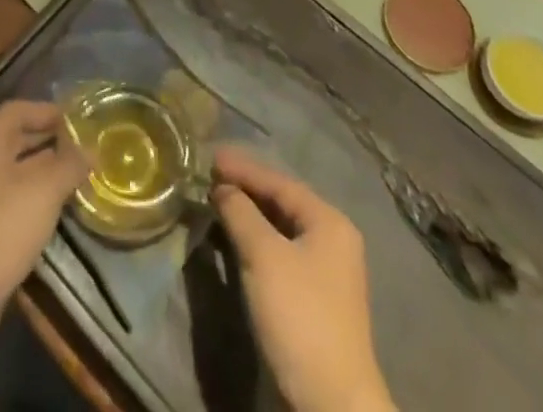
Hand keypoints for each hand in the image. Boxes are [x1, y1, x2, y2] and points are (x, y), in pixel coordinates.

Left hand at [0, 100, 88, 347]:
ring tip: (74, 175)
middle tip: (80, 147)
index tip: (76, 120)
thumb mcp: (45, 190)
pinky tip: (53, 207)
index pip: (19, 109)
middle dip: (48, 141)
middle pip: (15, 137)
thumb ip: (70, 164)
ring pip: (12, 168)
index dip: (48, 111)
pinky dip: (30, 194)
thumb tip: (91, 151)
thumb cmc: (3, 224)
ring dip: (42, 169)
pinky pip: (7, 194)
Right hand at [212, 147, 393, 411]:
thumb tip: (222, 187)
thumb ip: (240, 212)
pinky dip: (256, 239)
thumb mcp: (263, 256)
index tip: (210, 156)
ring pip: (280, 228)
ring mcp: (326, 271)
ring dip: (248, 214)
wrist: (331, 404)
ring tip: (216, 200)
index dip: (243, 168)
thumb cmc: (299, 316)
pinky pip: (280, 251)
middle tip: (210, 175)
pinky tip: (234, 237)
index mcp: (328, 221)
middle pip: (282, 201)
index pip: (278, 181)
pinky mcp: (314, 298)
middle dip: (245, 188)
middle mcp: (332, 239)